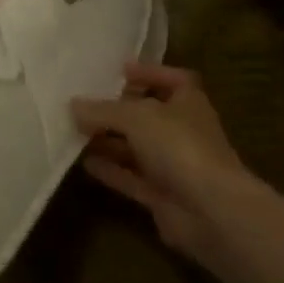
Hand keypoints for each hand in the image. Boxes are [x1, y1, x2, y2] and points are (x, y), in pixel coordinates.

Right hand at [71, 61, 257, 259]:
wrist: (210, 211)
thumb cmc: (179, 146)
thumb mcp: (136, 116)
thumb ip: (104, 110)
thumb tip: (73, 105)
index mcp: (189, 102)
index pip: (173, 79)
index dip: (149, 73)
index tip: (120, 71)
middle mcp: (183, 131)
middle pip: (149, 115)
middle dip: (119, 110)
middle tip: (85, 103)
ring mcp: (174, 166)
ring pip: (137, 148)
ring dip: (110, 140)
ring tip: (75, 131)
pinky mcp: (162, 196)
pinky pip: (131, 177)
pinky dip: (111, 170)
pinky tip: (85, 163)